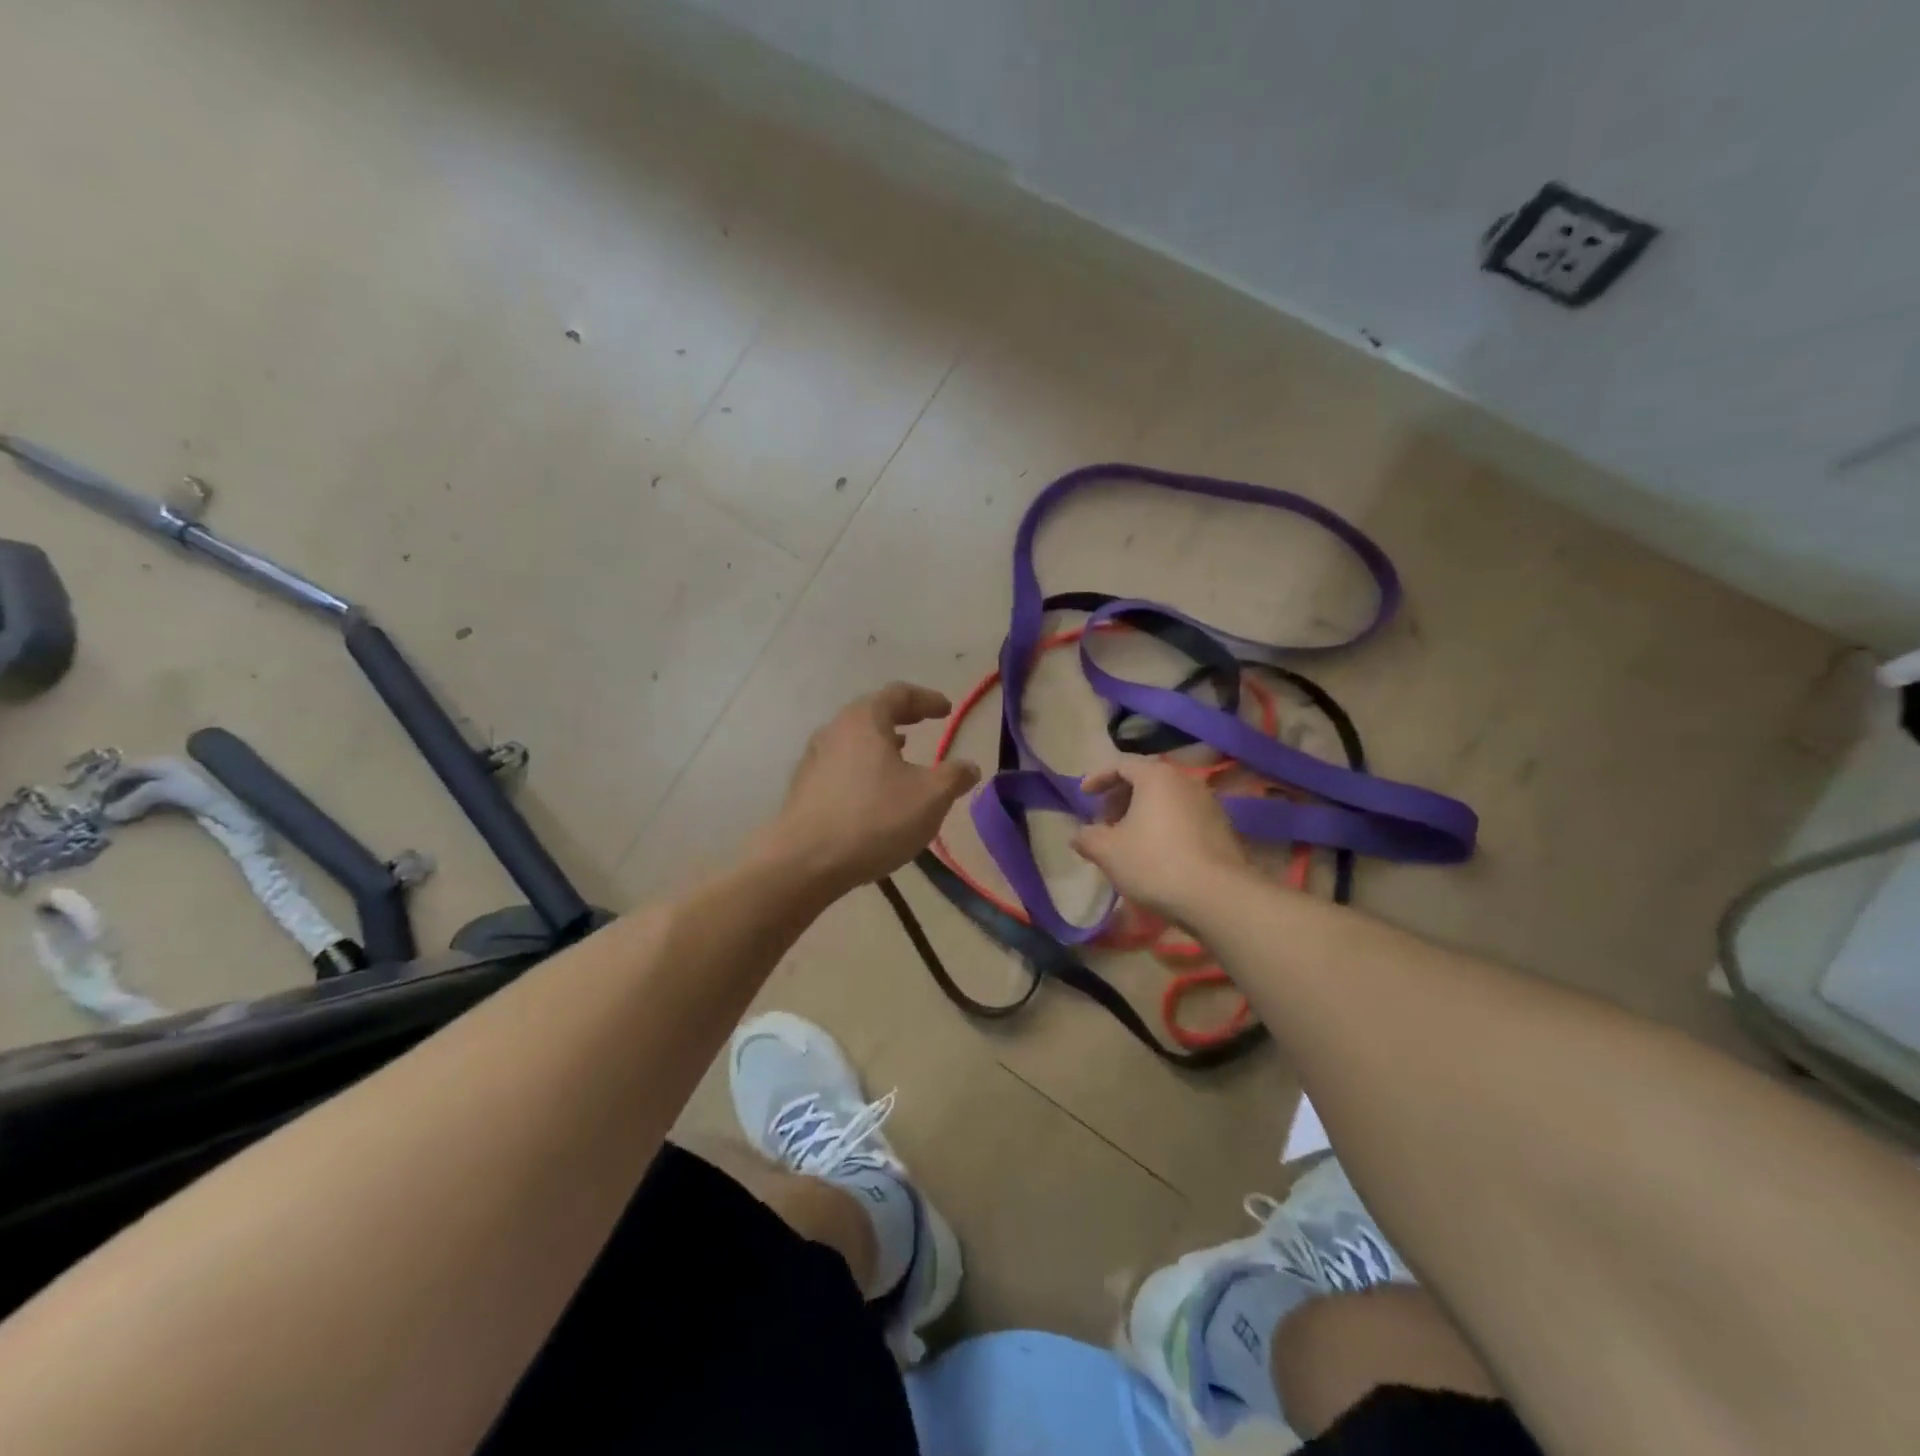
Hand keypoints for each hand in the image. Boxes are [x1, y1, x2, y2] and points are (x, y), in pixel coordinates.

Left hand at [761, 683, 981, 895]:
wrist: (804, 863)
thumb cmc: (874, 819)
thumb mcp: (930, 798)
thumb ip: (954, 777)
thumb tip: (969, 767)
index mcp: (864, 720)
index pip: (899, 694)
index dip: (927, 699)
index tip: (947, 710)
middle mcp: (834, 730)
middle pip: (871, 713)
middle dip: (901, 717)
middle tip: (923, 724)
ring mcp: (813, 759)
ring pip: (853, 740)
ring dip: (880, 743)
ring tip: (901, 756)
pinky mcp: (803, 789)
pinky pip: (841, 766)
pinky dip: (863, 767)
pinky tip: (873, 791)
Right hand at [1072, 760, 1251, 922]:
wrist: (1216, 896)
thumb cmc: (1154, 863)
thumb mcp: (1107, 851)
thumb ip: (1087, 837)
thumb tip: (1078, 835)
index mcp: (1156, 777)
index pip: (1121, 764)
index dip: (1098, 778)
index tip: (1084, 795)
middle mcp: (1185, 781)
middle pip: (1146, 780)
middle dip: (1120, 797)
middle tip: (1104, 821)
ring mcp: (1208, 804)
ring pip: (1166, 799)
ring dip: (1142, 813)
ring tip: (1127, 839)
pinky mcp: (1222, 828)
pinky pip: (1184, 816)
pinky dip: (1164, 825)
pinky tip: (1155, 852)